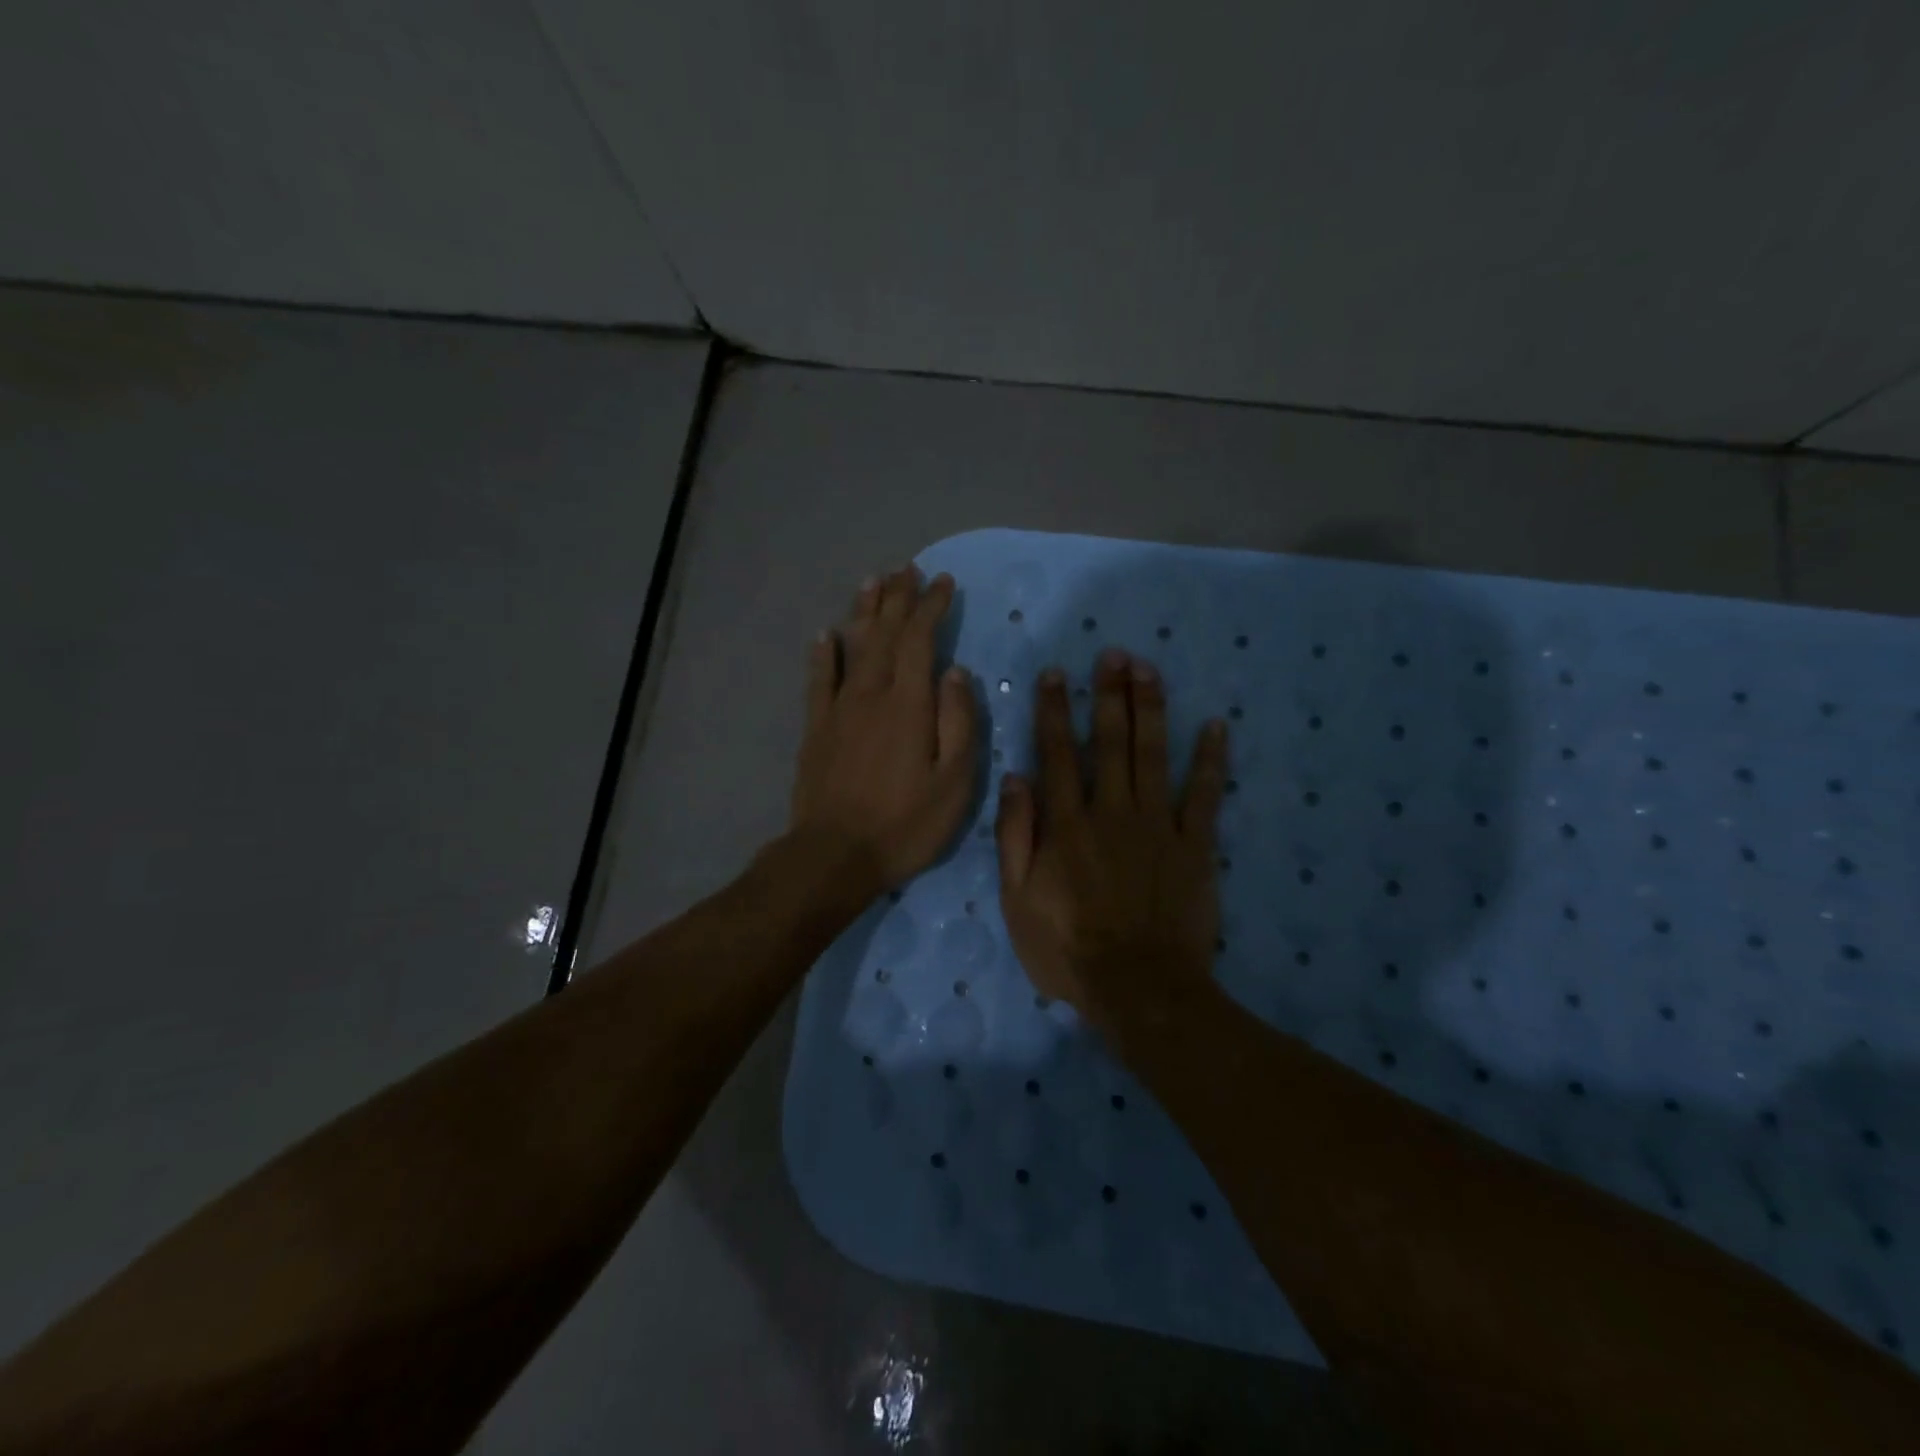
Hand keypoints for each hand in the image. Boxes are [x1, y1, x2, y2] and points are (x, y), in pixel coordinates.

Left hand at [790, 566, 978, 892]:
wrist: (835, 855)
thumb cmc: (905, 824)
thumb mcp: (954, 783)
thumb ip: (959, 723)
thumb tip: (957, 673)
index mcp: (909, 705)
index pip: (920, 641)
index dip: (931, 608)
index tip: (943, 583)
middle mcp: (871, 695)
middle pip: (884, 634)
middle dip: (898, 599)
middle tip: (907, 570)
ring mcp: (838, 710)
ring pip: (852, 648)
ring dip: (864, 612)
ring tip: (872, 582)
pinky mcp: (815, 729)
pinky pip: (819, 681)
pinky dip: (823, 654)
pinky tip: (826, 635)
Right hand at [996, 649, 1228, 1035]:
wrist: (1139, 989)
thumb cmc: (1067, 949)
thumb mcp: (1017, 900)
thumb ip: (1015, 836)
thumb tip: (1015, 778)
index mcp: (1066, 825)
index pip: (1057, 754)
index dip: (1054, 711)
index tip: (1056, 674)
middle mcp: (1111, 812)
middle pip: (1109, 742)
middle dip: (1109, 694)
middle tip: (1113, 654)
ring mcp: (1157, 826)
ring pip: (1153, 755)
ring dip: (1150, 709)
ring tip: (1148, 669)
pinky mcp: (1195, 846)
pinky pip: (1205, 795)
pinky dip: (1211, 760)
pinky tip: (1217, 726)